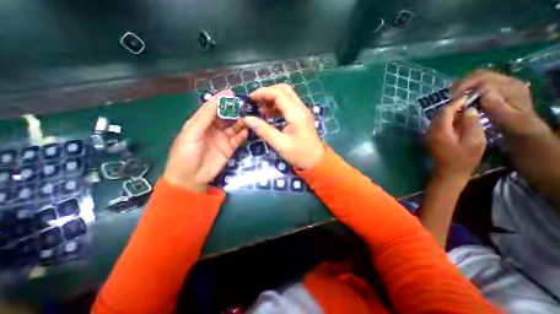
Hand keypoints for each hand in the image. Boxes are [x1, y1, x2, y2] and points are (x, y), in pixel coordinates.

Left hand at [163, 90, 247, 192]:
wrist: (190, 178)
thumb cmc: (186, 153)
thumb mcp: (193, 131)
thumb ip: (206, 115)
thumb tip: (218, 98)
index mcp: (200, 122)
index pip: (212, 108)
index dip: (221, 100)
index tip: (232, 93)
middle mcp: (212, 129)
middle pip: (225, 117)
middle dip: (234, 111)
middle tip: (245, 107)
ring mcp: (222, 139)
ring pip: (234, 127)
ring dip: (240, 122)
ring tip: (247, 119)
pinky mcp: (229, 148)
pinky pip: (238, 139)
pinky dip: (242, 135)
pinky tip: (246, 131)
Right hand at [241, 83, 323, 168]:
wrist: (316, 161)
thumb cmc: (299, 154)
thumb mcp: (279, 143)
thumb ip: (263, 130)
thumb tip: (247, 119)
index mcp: (296, 113)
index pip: (278, 93)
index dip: (263, 93)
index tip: (250, 99)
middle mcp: (301, 108)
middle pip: (284, 90)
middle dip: (268, 93)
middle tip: (255, 102)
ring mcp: (302, 111)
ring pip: (287, 96)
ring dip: (272, 98)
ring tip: (260, 109)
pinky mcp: (302, 116)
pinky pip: (289, 105)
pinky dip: (278, 106)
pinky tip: (269, 114)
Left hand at [430, 97, 486, 182]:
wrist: (448, 173)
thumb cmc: (464, 159)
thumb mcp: (474, 140)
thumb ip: (471, 123)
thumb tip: (468, 110)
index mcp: (439, 131)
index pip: (445, 112)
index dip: (456, 103)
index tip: (468, 96)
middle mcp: (430, 131)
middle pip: (439, 115)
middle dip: (452, 107)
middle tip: (468, 102)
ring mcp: (428, 135)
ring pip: (437, 120)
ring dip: (450, 114)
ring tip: (466, 109)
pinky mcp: (430, 139)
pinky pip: (438, 126)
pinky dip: (447, 121)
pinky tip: (459, 121)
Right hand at [454, 71, 547, 137]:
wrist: (522, 128)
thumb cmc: (513, 125)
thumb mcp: (506, 118)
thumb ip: (496, 105)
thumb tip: (482, 92)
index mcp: (511, 87)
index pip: (485, 79)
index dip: (466, 87)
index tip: (453, 99)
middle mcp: (506, 82)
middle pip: (480, 75)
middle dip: (462, 84)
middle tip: (450, 96)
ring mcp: (500, 86)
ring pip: (477, 78)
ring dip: (462, 86)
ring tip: (453, 97)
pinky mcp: (493, 91)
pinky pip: (476, 84)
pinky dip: (465, 90)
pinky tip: (459, 99)